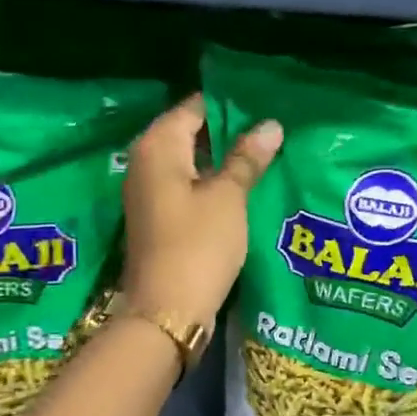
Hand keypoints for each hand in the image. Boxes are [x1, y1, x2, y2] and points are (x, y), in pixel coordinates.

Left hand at [121, 93, 282, 329]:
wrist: (167, 310)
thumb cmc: (198, 245)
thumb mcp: (228, 197)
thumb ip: (247, 158)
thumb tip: (270, 125)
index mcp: (157, 146)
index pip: (194, 107)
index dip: (230, 106)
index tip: (266, 106)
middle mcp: (144, 162)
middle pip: (190, 134)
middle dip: (228, 133)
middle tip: (272, 132)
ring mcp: (147, 193)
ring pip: (189, 163)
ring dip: (221, 162)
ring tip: (265, 157)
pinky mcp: (156, 219)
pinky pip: (185, 188)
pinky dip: (210, 185)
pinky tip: (242, 189)